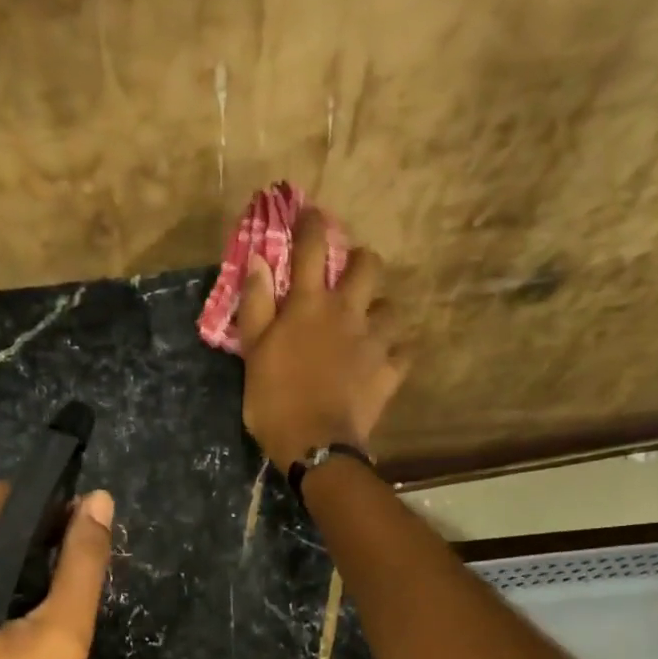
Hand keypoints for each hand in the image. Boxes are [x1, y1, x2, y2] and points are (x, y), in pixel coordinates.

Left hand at [0, 483, 114, 658]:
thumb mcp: (60, 637)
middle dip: (41, 537)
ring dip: (28, 566)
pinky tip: (40, 612)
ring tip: (71, 586)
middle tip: (87, 561)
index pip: (0, 504)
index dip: (49, 502)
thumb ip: (82, 565)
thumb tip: (99, 501)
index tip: (89, 518)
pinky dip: (8, 590)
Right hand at [237, 208, 407, 468]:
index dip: (310, 225)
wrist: (314, 444)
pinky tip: (385, 359)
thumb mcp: (253, 352)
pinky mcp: (390, 371)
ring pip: (390, 307)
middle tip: (348, 274)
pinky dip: (395, 352)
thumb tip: (258, 261)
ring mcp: (374, 341)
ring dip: (379, 310)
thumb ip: (256, 305)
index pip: (311, 248)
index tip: (309, 214)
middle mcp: (347, 312)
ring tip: (368, 324)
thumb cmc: (274, 400)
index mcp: (309, 305)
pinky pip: (404, 351)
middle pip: (368, 265)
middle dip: (360, 260)